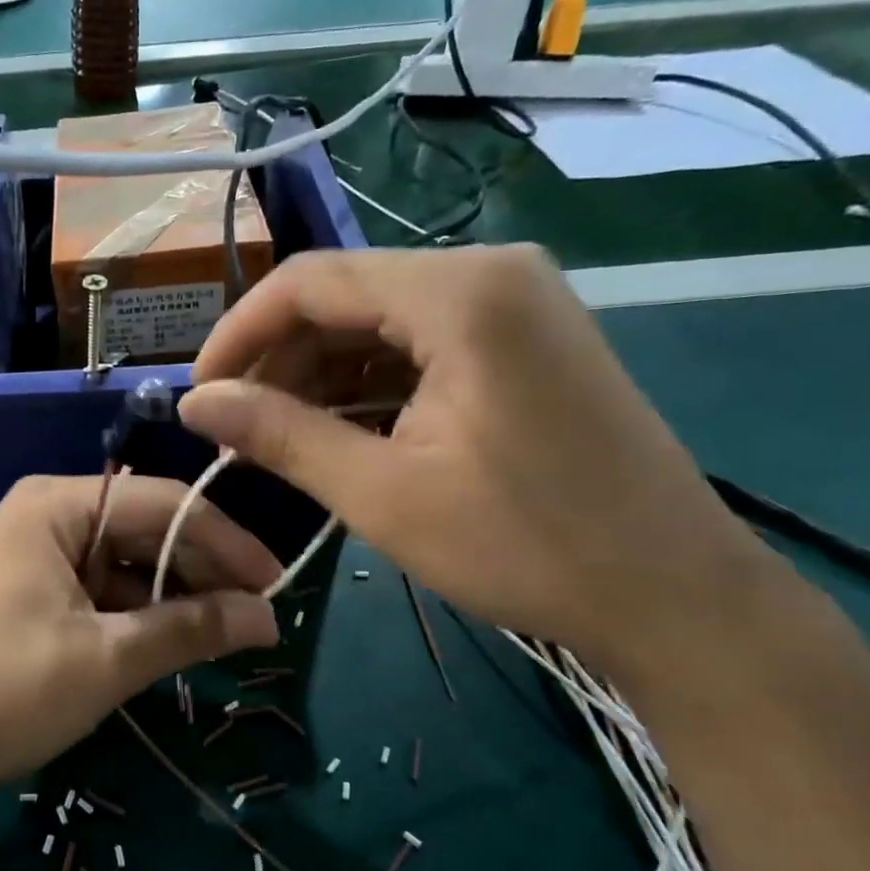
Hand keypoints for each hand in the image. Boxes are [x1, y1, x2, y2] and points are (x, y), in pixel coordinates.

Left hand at [0, 474, 279, 791]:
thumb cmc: (7, 691)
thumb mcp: (106, 659)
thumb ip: (190, 629)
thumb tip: (268, 617)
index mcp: (58, 505)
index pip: (163, 503)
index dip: (226, 541)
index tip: (278, 582)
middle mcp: (51, 514)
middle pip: (148, 528)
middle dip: (204, 570)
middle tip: (261, 614)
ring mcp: (43, 554)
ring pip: (132, 561)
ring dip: (179, 594)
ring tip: (232, 630)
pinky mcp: (41, 593)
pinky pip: (109, 589)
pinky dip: (146, 613)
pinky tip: (183, 638)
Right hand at [178, 247, 787, 681]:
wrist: (673, 596)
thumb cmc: (526, 545)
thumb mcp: (383, 493)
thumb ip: (281, 435)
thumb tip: (196, 404)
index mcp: (460, 293)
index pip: (312, 281)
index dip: (240, 332)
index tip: (201, 393)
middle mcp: (490, 274)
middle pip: (347, 296)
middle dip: (280, 359)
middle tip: (236, 427)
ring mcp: (517, 305)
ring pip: (381, 322)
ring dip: (321, 376)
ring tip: (279, 438)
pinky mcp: (526, 342)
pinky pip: (421, 345)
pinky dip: (370, 385)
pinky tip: (341, 432)